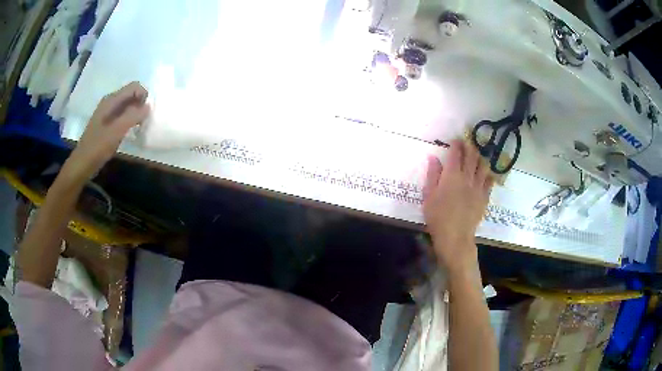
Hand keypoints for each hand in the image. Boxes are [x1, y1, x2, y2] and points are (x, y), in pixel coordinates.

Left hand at [65, 82, 149, 180]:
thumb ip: (133, 116)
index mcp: (111, 100)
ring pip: (127, 105)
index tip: (144, 114)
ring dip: (134, 114)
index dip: (143, 97)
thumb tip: (148, 106)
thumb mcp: (117, 131)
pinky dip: (128, 120)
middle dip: (139, 105)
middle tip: (141, 123)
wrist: (82, 164)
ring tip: (136, 128)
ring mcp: (107, 112)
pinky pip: (121, 114)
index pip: (134, 87)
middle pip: (131, 95)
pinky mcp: (106, 122)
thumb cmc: (98, 147)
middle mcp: (109, 102)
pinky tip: (127, 132)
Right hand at [423, 139, 493, 269]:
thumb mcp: (428, 196)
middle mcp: (467, 177)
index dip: (456, 144)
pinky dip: (488, 174)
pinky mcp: (484, 197)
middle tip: (468, 141)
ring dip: (481, 157)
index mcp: (452, 175)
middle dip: (470, 146)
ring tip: (479, 154)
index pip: (456, 153)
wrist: (455, 236)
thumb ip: (432, 175)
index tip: (456, 139)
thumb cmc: (437, 217)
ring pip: (483, 166)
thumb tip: (433, 158)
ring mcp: (478, 187)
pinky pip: (489, 181)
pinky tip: (487, 173)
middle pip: (471, 156)